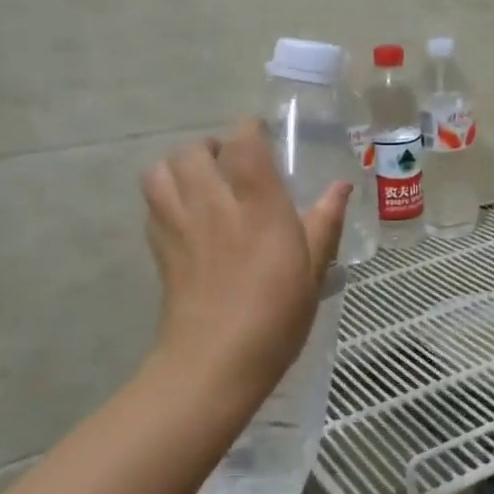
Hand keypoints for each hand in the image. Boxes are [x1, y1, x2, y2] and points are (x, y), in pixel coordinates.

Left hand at [140, 122, 350, 402]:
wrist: (214, 363)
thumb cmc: (275, 315)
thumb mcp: (313, 269)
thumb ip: (325, 221)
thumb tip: (342, 186)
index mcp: (257, 203)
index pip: (243, 141)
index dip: (250, 130)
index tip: (263, 138)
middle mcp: (213, 203)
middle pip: (194, 149)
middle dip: (211, 148)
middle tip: (232, 166)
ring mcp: (179, 224)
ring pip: (160, 170)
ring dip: (179, 167)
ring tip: (201, 184)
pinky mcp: (159, 247)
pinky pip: (152, 204)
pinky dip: (165, 197)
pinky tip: (186, 217)